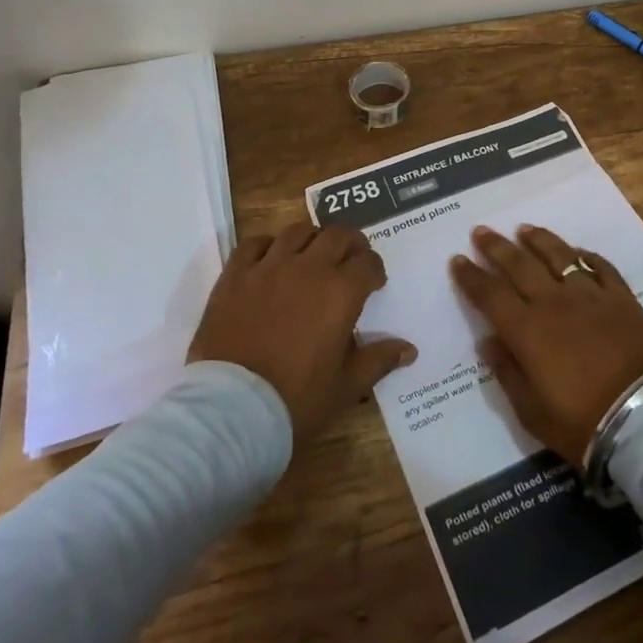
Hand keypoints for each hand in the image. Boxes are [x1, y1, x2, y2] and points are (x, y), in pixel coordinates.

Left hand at [189, 223, 416, 442]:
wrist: (232, 411)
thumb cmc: (297, 400)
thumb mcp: (347, 386)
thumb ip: (379, 360)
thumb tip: (409, 349)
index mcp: (341, 292)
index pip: (368, 262)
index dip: (375, 270)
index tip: (374, 283)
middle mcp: (308, 269)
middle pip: (337, 236)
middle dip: (350, 244)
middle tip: (350, 261)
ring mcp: (268, 268)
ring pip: (297, 232)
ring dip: (312, 240)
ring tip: (312, 256)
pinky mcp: (235, 276)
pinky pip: (254, 244)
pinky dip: (268, 245)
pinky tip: (271, 259)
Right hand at [451, 225, 642, 465]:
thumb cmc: (582, 423)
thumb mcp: (532, 412)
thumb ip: (507, 372)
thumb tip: (489, 341)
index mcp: (526, 330)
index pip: (489, 294)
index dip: (471, 276)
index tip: (457, 260)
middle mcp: (554, 302)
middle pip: (519, 265)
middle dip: (496, 247)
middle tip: (481, 231)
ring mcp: (590, 295)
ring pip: (559, 256)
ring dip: (538, 240)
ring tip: (524, 229)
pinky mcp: (622, 298)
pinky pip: (600, 267)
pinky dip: (586, 256)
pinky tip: (578, 251)